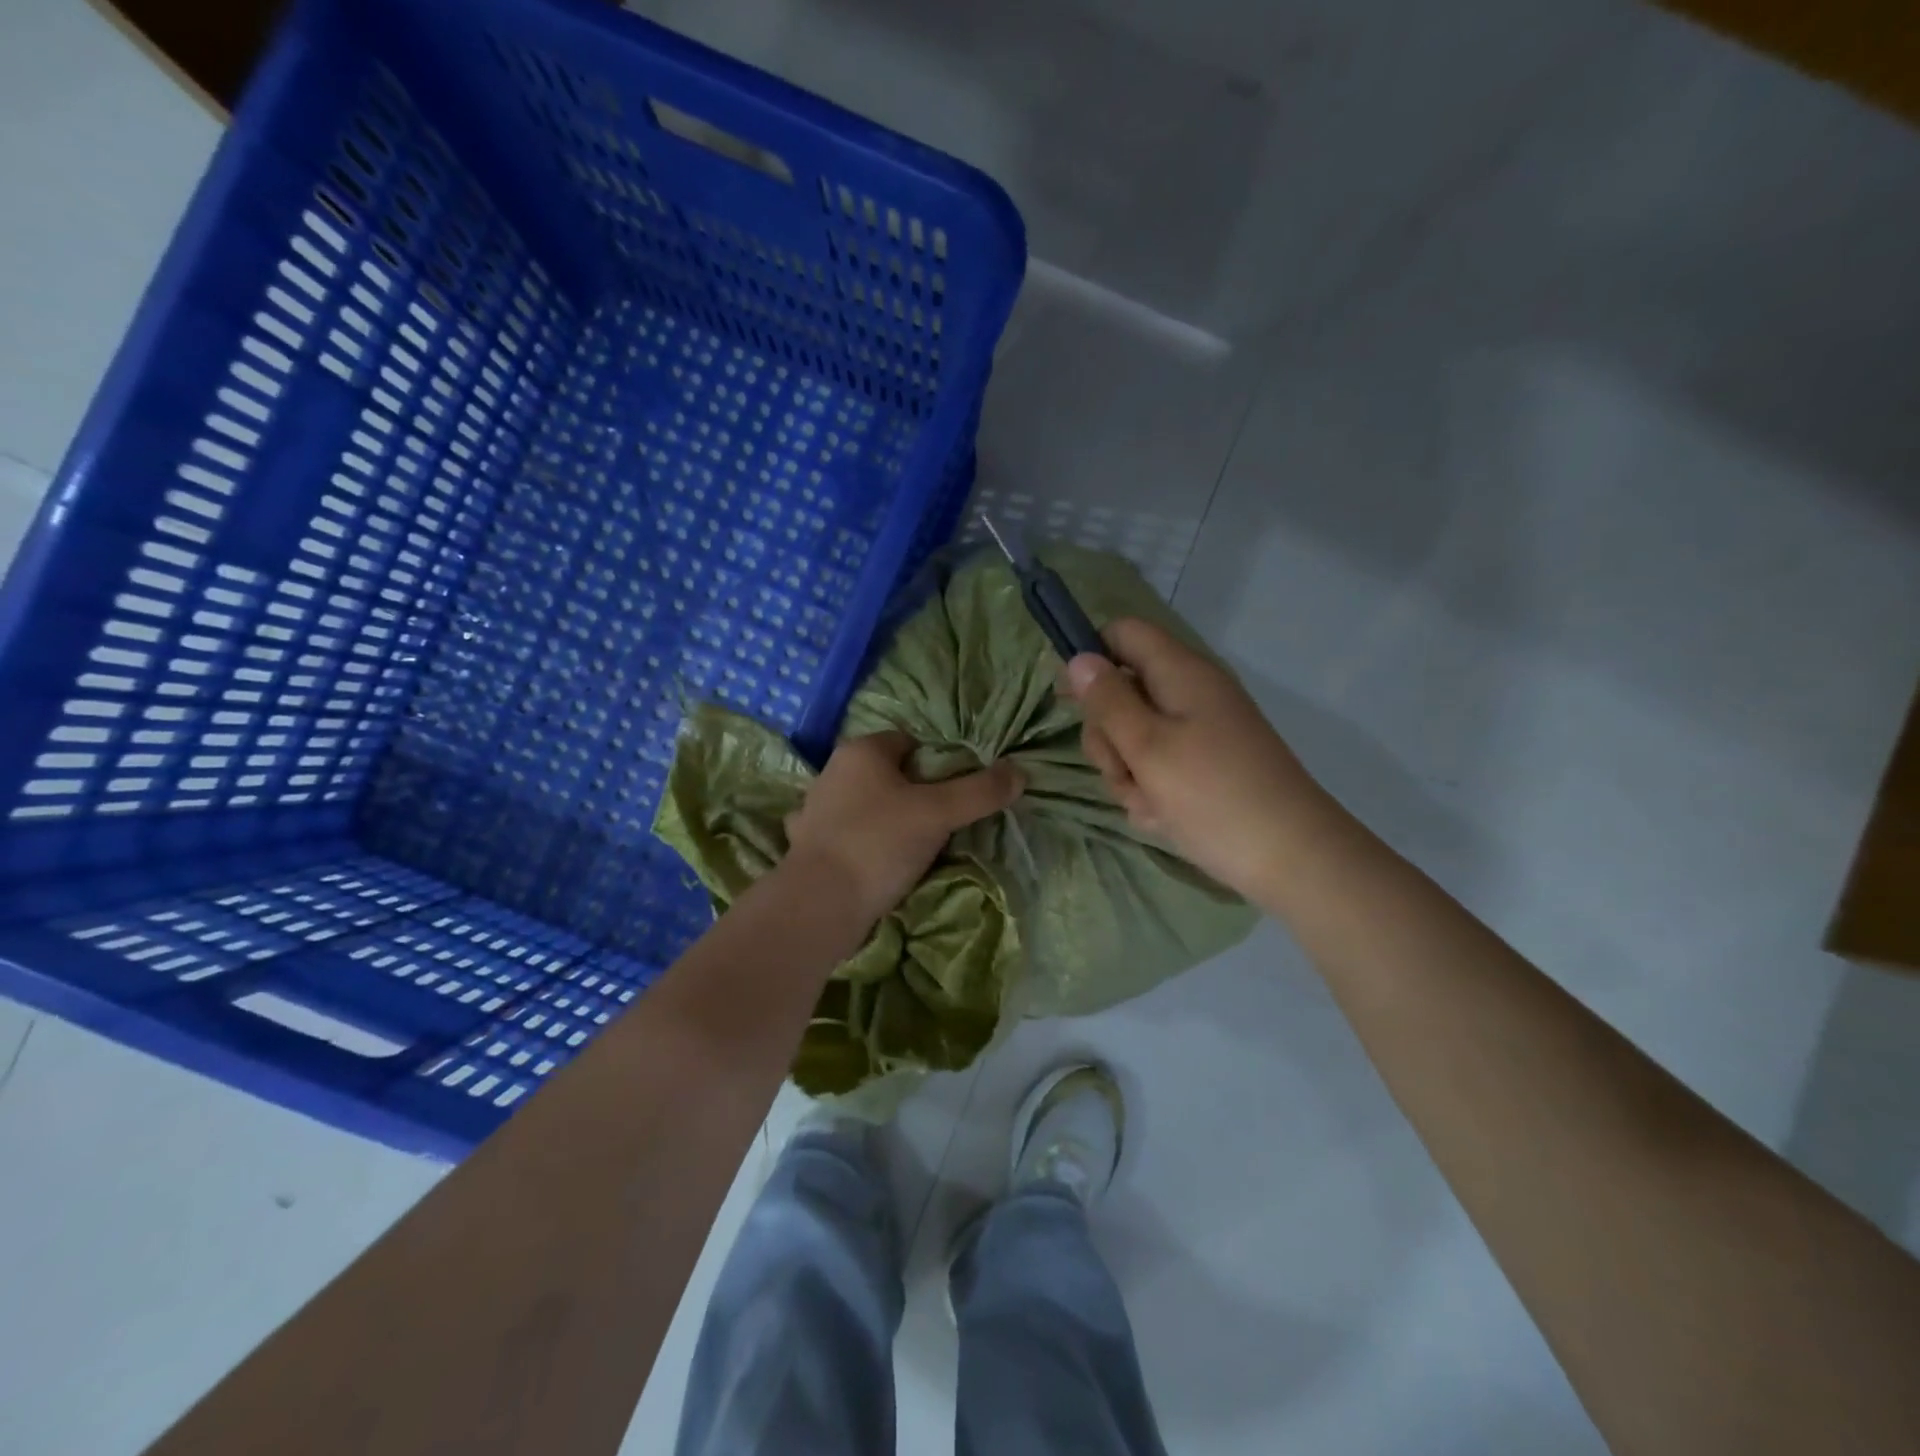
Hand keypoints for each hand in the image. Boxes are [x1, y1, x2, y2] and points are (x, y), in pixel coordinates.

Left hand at [783, 731, 1023, 927]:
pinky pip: (845, 835)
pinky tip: (876, 863)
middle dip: (913, 793)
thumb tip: (1019, 771)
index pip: (908, 742)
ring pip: (865, 805)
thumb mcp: (938, 813)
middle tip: (939, 823)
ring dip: (886, 819)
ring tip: (911, 848)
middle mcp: (832, 772)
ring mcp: (813, 809)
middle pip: (887, 774)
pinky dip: (860, 844)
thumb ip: (980, 791)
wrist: (819, 904)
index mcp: (861, 751)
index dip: (936, 764)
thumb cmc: (879, 843)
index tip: (952, 793)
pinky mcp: (806, 845)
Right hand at [1064, 619, 1328, 900]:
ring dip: (1127, 771)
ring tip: (1150, 803)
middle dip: (1108, 735)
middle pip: (1122, 691)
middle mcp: (1191, 693)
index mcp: (1181, 673)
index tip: (1070, 700)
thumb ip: (1107, 701)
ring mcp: (1200, 731)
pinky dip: (1152, 790)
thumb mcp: (1147, 747)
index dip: (1091, 657)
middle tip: (1123, 769)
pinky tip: (1165, 817)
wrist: (1293, 859)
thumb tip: (1078, 657)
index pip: (1123, 634)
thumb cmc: (1214, 797)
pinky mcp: (1206, 765)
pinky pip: (1159, 765)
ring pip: (1135, 736)